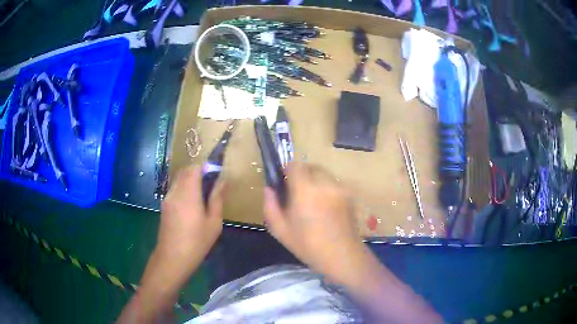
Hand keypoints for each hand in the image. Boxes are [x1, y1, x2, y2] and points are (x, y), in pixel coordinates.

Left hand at [118, 165, 226, 323]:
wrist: (172, 258)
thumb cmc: (196, 242)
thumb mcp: (213, 222)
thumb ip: (217, 199)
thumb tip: (223, 181)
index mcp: (188, 194)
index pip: (195, 168)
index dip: (206, 166)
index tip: (217, 173)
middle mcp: (175, 192)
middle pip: (185, 171)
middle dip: (199, 171)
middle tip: (212, 183)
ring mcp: (167, 198)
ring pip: (179, 179)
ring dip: (191, 180)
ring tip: (203, 194)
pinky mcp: (164, 206)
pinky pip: (175, 189)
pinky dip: (184, 188)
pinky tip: (192, 204)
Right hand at [263, 163, 365, 278]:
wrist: (342, 256)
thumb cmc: (308, 245)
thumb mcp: (280, 230)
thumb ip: (270, 205)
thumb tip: (268, 189)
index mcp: (306, 190)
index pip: (295, 165)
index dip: (286, 170)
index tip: (283, 181)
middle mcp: (325, 183)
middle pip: (310, 167)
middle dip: (301, 174)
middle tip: (295, 192)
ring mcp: (340, 188)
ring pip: (323, 174)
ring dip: (314, 180)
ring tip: (311, 200)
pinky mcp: (349, 194)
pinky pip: (333, 183)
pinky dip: (326, 187)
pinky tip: (324, 206)